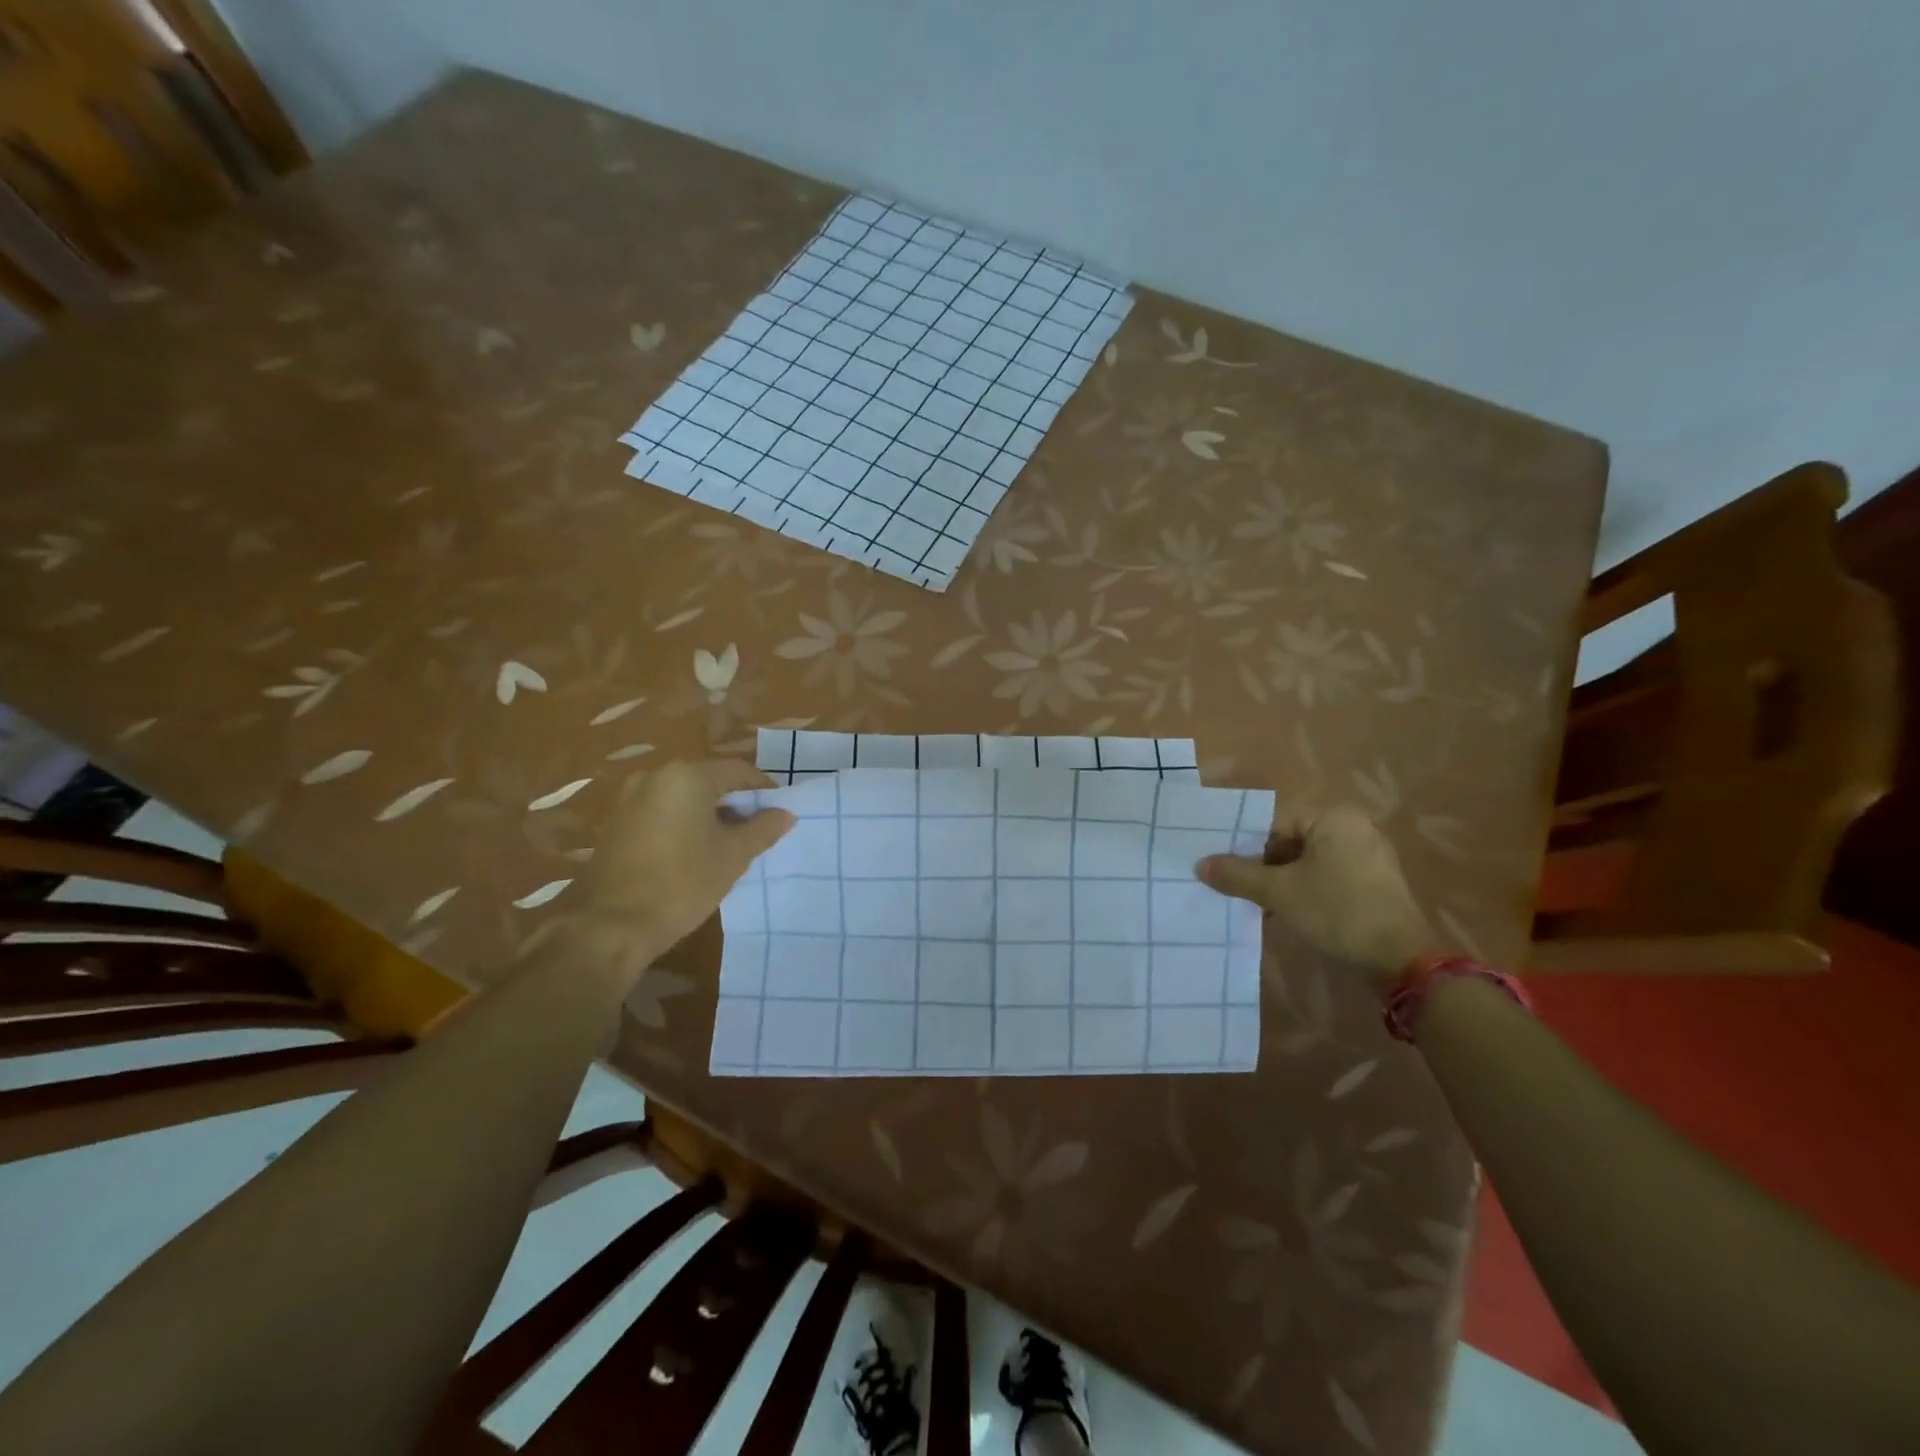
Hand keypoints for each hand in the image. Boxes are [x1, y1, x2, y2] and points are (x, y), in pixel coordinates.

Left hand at [580, 760, 793, 951]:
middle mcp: (656, 776)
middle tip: (759, 829)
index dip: (764, 790)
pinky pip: (663, 811)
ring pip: (685, 796)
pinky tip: (697, 850)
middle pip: (710, 779)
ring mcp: (631, 798)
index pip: (738, 771)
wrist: (611, 926)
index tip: (780, 812)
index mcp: (687, 776)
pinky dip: (685, 822)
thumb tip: (786, 814)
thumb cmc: (682, 884)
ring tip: (731, 842)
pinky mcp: (618, 822)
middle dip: (737, 801)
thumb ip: (763, 829)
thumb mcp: (733, 856)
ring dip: (711, 812)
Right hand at [1196, 805, 1432, 990]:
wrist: (1401, 962)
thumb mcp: (1278, 892)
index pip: (1274, 823)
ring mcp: (1369, 858)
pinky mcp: (1374, 885)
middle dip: (1263, 867)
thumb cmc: (1336, 912)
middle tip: (1239, 889)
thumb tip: (1200, 865)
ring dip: (1282, 883)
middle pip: (1291, 842)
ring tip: (1259, 905)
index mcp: (1334, 818)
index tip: (1225, 869)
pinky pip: (1327, 878)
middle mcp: (1355, 829)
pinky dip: (1306, 892)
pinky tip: (1289, 915)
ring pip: (1308, 863)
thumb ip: (1237, 874)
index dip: (1246, 846)